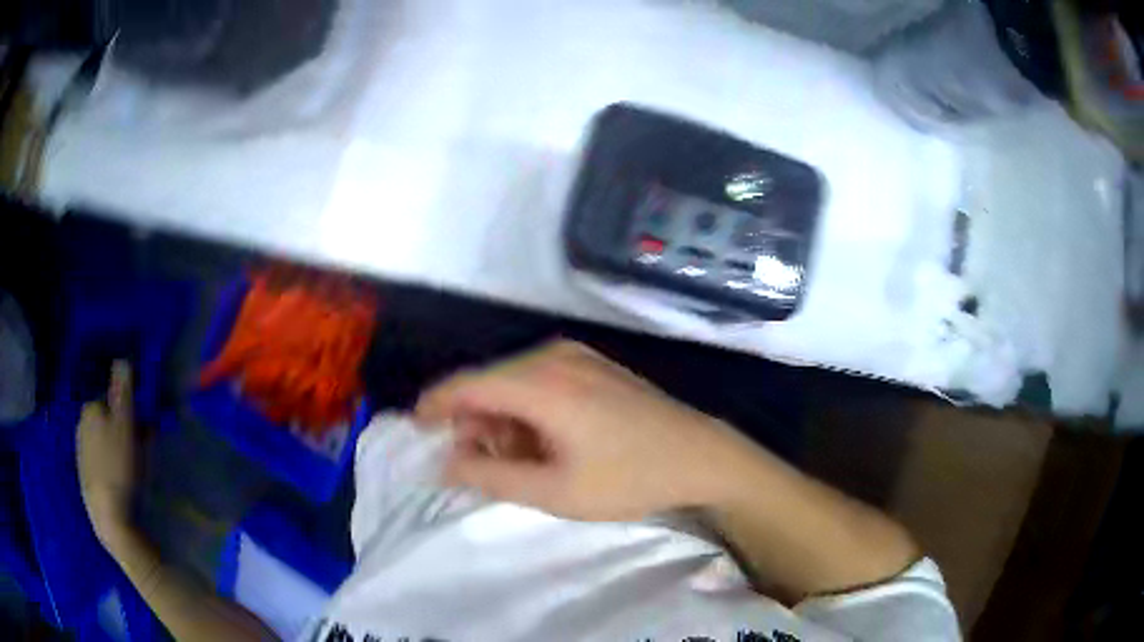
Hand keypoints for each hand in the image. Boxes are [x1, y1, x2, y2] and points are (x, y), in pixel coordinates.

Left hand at [77, 361, 136, 544]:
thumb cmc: (120, 468)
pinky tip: (120, 482)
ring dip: (116, 447)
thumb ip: (123, 391)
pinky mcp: (85, 476)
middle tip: (141, 450)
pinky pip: (99, 461)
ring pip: (102, 440)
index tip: (144, 428)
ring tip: (132, 470)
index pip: (112, 397)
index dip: (130, 409)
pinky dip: (110, 465)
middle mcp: (81, 424)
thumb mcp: (126, 426)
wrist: (109, 518)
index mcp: (90, 409)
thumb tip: (122, 359)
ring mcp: (81, 453)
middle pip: (106, 418)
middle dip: (123, 428)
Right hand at [415, 341, 770, 520]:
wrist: (701, 456)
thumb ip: (490, 476)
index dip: (434, 407)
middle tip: (480, 467)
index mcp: (541, 382)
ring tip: (519, 463)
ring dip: (502, 420)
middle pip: (489, 383)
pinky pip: (540, 381)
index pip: (466, 385)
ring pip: (513, 383)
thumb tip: (445, 463)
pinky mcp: (593, 365)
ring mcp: (577, 357)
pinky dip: (528, 411)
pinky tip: (544, 443)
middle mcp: (553, 356)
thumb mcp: (554, 491)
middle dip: (473, 423)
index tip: (416, 432)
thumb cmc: (629, 478)